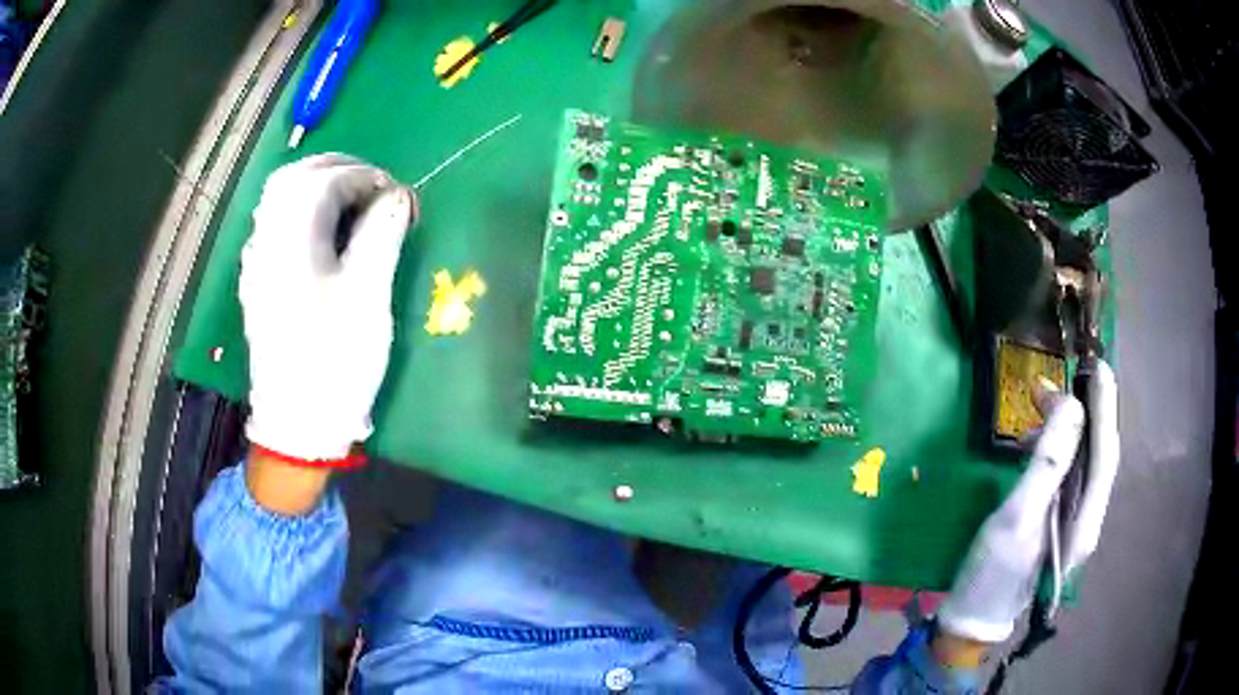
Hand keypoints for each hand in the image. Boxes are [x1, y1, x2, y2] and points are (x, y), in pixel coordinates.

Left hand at [240, 154, 414, 464]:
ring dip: (317, 187)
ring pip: (279, 200)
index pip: (323, 180)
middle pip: (292, 179)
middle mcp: (266, 242)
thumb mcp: (367, 297)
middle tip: (373, 186)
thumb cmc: (334, 360)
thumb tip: (396, 195)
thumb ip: (381, 234)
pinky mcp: (259, 283)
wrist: (297, 423)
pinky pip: (275, 226)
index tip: (396, 193)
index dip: (365, 175)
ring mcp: (257, 263)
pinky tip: (323, 232)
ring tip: (352, 202)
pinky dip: (303, 212)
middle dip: (337, 170)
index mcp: (290, 241)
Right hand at [936, 361, 1119, 644]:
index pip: (1105, 455)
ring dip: (1062, 429)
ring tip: (1033, 408)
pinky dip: (1052, 449)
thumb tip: (1071, 408)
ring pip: (1080, 461)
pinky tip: (1031, 443)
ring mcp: (1073, 521)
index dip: (1104, 409)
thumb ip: (1048, 464)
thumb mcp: (1016, 518)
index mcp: (1084, 524)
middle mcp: (1087, 519)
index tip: (1098, 366)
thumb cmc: (991, 576)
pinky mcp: (1057, 519)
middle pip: (1095, 454)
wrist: (972, 619)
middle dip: (1079, 413)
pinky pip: (1064, 472)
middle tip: (1047, 385)